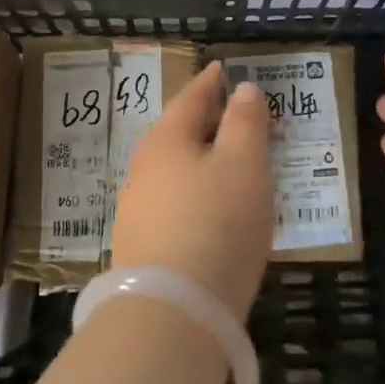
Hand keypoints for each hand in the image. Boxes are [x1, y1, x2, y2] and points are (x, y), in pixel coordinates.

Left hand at [110, 63, 273, 319]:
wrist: (171, 314)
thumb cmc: (216, 224)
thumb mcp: (244, 165)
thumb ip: (246, 123)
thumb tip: (243, 89)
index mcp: (167, 140)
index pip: (191, 97)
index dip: (211, 82)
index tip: (222, 69)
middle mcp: (145, 169)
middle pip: (178, 133)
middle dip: (207, 122)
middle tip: (236, 116)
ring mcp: (138, 210)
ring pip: (175, 171)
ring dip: (201, 161)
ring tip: (230, 164)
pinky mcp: (142, 248)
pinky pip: (174, 204)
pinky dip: (195, 195)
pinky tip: (212, 212)